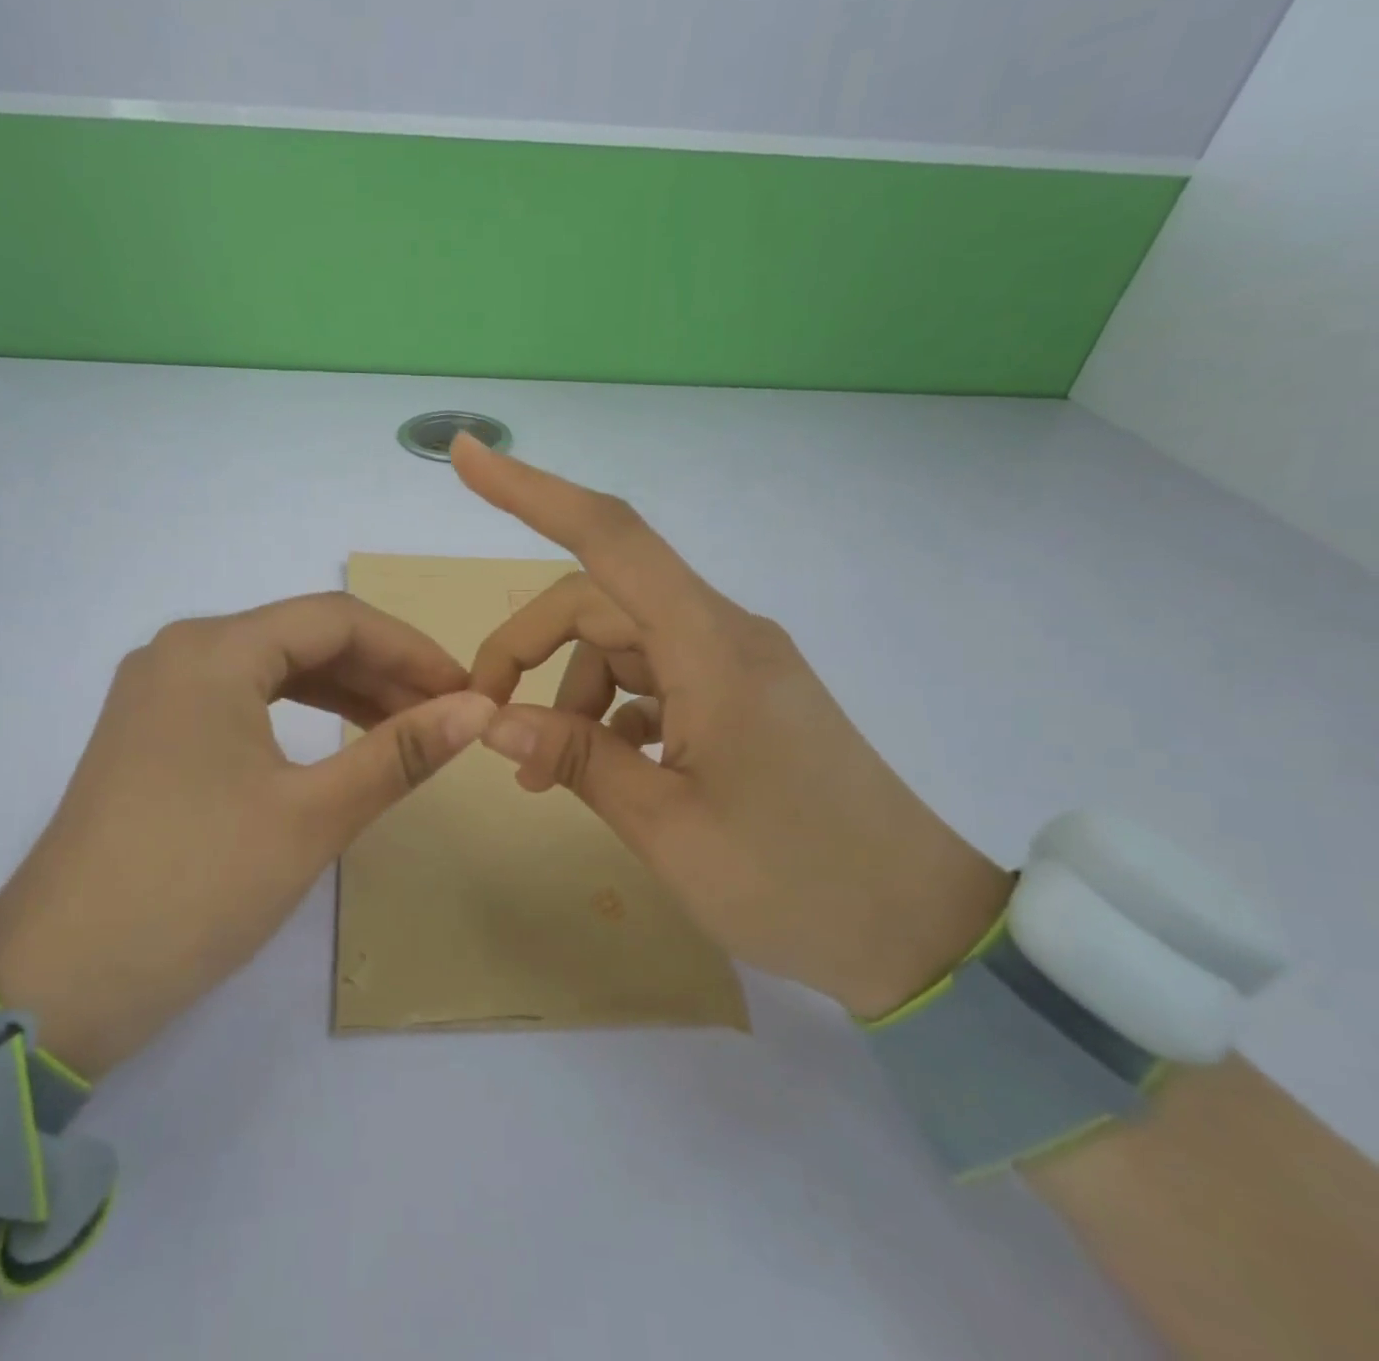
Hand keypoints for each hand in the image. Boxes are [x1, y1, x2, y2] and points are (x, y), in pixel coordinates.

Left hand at [0, 594, 495, 1074]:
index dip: (412, 649)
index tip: (467, 689)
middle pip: (303, 638)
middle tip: (445, 715)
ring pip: (273, 670)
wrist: (59, 982)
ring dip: (345, 693)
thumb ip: (400, 753)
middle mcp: (180, 653)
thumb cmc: (196, 886)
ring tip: (406, 730)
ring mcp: (159, 694)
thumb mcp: (312, 816)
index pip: (337, 620)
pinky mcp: (152, 736)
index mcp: (214, 650)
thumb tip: (480, 708)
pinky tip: (338, 743)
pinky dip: (299, 716)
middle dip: (382, 671)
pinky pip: (243, 702)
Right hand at [452, 435, 1009, 1018]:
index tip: (467, 458)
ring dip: (568, 695)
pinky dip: (610, 714)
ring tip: (543, 774)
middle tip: (486, 717)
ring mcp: (735, 666)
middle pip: (598, 602)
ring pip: (621, 645)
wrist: (920, 930)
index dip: (531, 492)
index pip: (611, 538)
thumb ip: (576, 758)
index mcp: (711, 647)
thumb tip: (493, 719)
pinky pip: (654, 680)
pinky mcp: (742, 698)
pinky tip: (603, 769)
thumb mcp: (665, 826)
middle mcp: (723, 635)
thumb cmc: (795, 882)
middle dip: (528, 648)